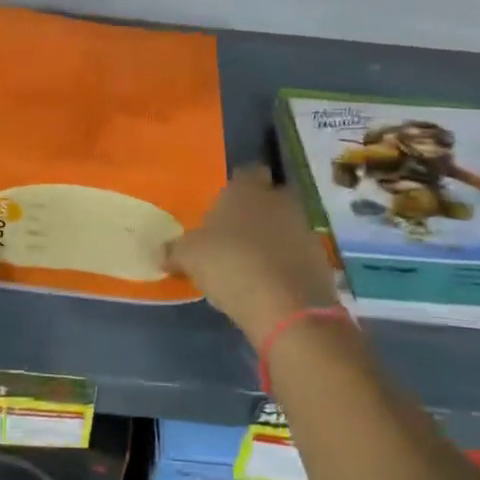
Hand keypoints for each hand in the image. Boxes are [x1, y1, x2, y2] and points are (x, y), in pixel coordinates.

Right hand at [165, 166, 344, 345]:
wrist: (287, 306)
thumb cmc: (230, 264)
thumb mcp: (189, 257)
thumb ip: (174, 251)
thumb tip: (161, 253)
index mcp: (247, 189)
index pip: (246, 172)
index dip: (236, 187)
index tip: (223, 206)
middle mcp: (279, 201)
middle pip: (269, 197)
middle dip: (256, 211)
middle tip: (234, 233)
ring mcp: (303, 229)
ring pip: (285, 225)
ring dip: (271, 239)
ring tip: (248, 262)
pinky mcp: (319, 260)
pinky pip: (296, 254)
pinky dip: (284, 264)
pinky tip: (267, 283)